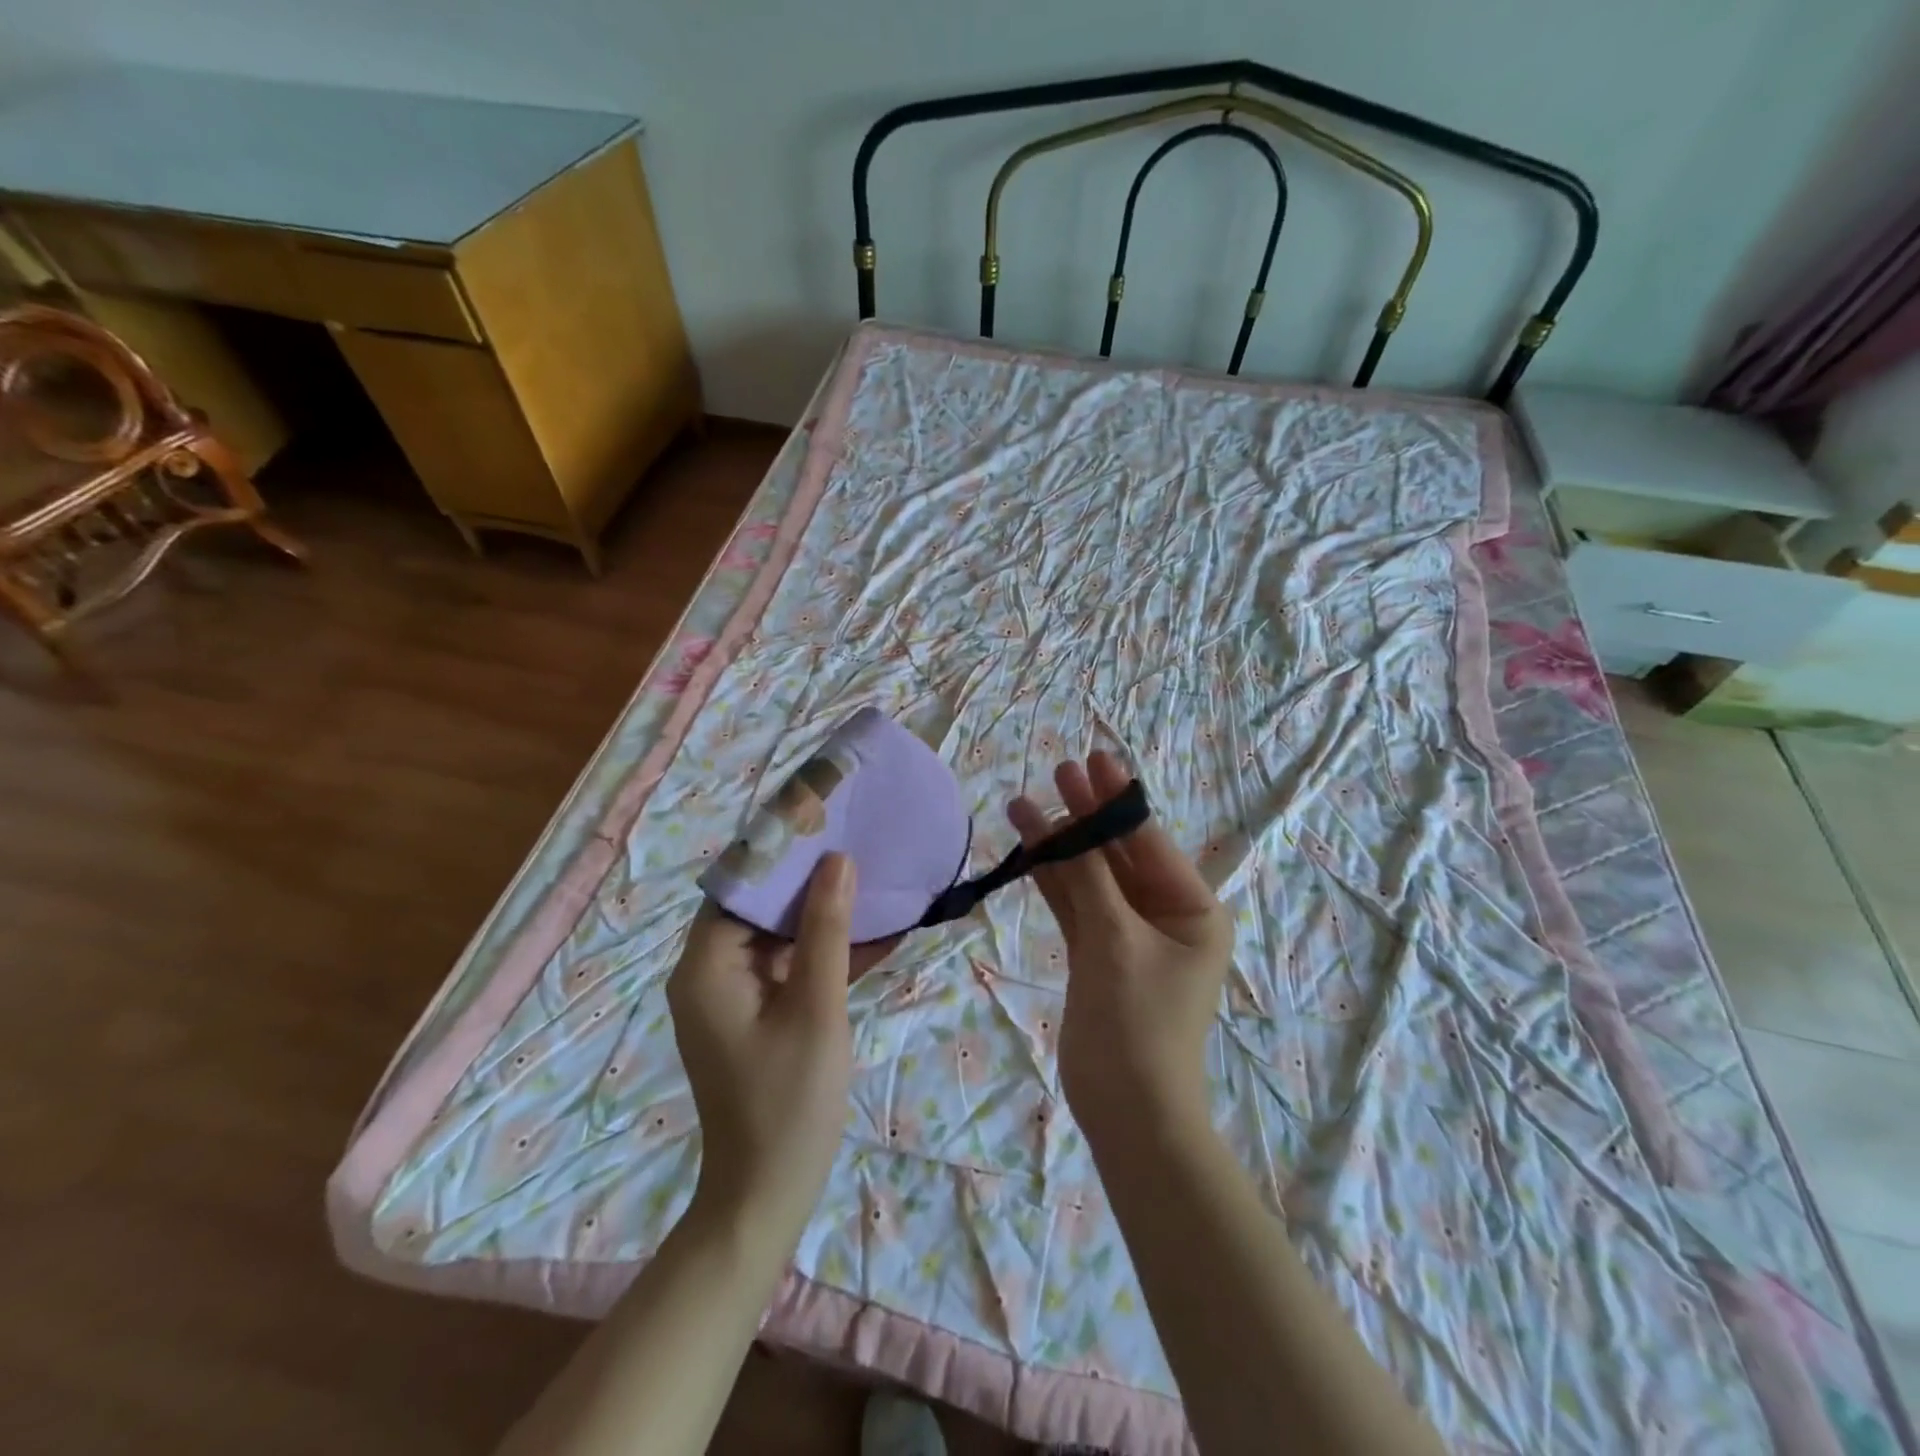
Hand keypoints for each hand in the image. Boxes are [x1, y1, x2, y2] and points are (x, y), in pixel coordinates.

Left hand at [667, 854, 860, 1242]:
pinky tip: (873, 935)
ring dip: (821, 914)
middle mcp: (709, 973)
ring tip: (870, 878)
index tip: (821, 820)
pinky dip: (823, 953)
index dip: (777, 850)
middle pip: (756, 907)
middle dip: (806, 877)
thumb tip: (837, 860)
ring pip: (776, 936)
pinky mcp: (754, 1015)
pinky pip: (787, 967)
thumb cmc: (789, 1100)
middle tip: (854, 842)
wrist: (767, 1196)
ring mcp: (731, 997)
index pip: (737, 886)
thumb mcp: (816, 1007)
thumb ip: (826, 930)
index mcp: (707, 967)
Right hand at [1008, 753, 1232, 1139]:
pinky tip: (1026, 844)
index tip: (1093, 760)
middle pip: (1118, 852)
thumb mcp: (1116, 942)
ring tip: (1026, 801)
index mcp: (1192, 908)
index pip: (1149, 841)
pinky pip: (1074, 903)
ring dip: (1061, 842)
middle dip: (1087, 814)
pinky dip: (1051, 877)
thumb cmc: (1139, 1023)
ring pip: (1091, 875)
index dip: (1118, 800)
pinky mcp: (1097, 951)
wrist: (1127, 1111)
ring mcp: (1127, 932)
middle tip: (1059, 770)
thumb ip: (1090, 879)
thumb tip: (1070, 821)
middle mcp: (1164, 914)